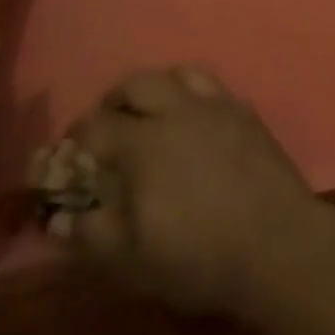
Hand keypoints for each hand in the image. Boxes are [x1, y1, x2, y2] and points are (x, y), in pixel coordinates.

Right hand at [45, 67, 324, 317]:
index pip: (97, 125)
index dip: (75, 138)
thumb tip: (59, 219)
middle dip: (115, 100)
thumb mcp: (131, 260)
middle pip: (138, 82)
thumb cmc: (197, 255)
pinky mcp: (246, 112)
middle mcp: (180, 110)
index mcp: (145, 142)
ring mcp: (218, 105)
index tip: (68, 155)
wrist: (275, 241)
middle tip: (108, 128)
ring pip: (179, 74)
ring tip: (150, 117)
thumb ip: (91, 235)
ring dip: (157, 89)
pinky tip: (193, 123)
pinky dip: (192, 95)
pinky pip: (212, 87)